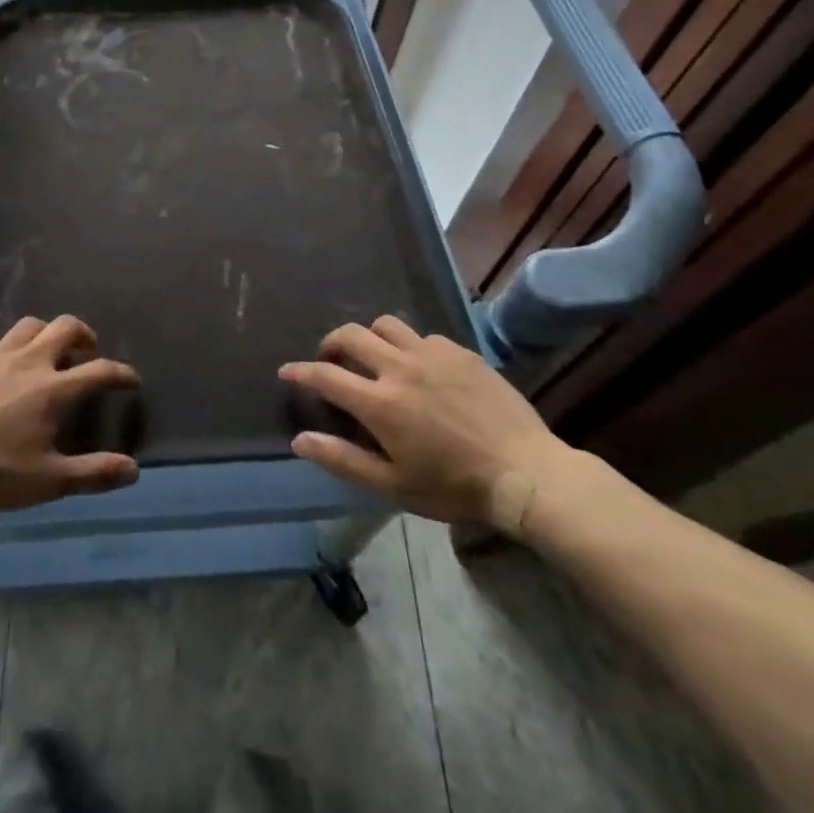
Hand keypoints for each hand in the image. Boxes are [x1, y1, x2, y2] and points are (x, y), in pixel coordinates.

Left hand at [0, 315, 140, 513]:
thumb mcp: (48, 481)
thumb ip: (93, 474)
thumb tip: (134, 470)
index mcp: (53, 390)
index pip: (99, 371)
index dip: (121, 373)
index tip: (131, 379)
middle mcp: (29, 362)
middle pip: (65, 328)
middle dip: (83, 334)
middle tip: (87, 350)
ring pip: (28, 326)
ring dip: (44, 332)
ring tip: (46, 349)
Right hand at [280, 315, 576, 533]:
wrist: (527, 473)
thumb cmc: (454, 487)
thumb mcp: (393, 485)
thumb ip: (343, 459)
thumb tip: (300, 440)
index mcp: (379, 402)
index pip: (325, 375)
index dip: (300, 371)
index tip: (287, 371)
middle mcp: (399, 367)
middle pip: (350, 335)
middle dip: (331, 344)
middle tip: (331, 361)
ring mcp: (431, 354)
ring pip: (385, 325)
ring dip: (370, 338)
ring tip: (375, 358)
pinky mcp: (459, 351)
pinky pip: (423, 336)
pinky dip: (410, 347)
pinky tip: (422, 370)